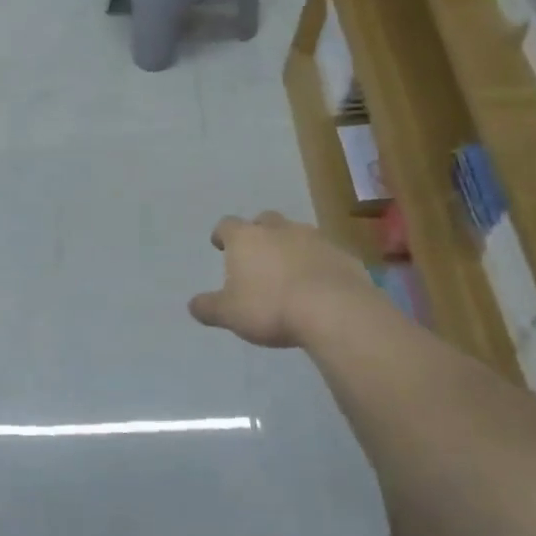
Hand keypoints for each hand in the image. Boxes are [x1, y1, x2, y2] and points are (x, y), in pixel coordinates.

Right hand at [188, 211, 377, 348]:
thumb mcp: (229, 314)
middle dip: (259, 233)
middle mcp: (279, 230)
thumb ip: (209, 307)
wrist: (334, 310)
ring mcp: (315, 239)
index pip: (227, 225)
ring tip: (288, 271)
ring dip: (290, 246)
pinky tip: (318, 285)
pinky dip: (318, 263)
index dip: (221, 234)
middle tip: (257, 253)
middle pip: (265, 221)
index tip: (219, 244)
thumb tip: (192, 305)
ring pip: (297, 234)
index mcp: (246, 238)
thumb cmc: (270, 307)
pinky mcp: (343, 255)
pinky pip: (325, 254)